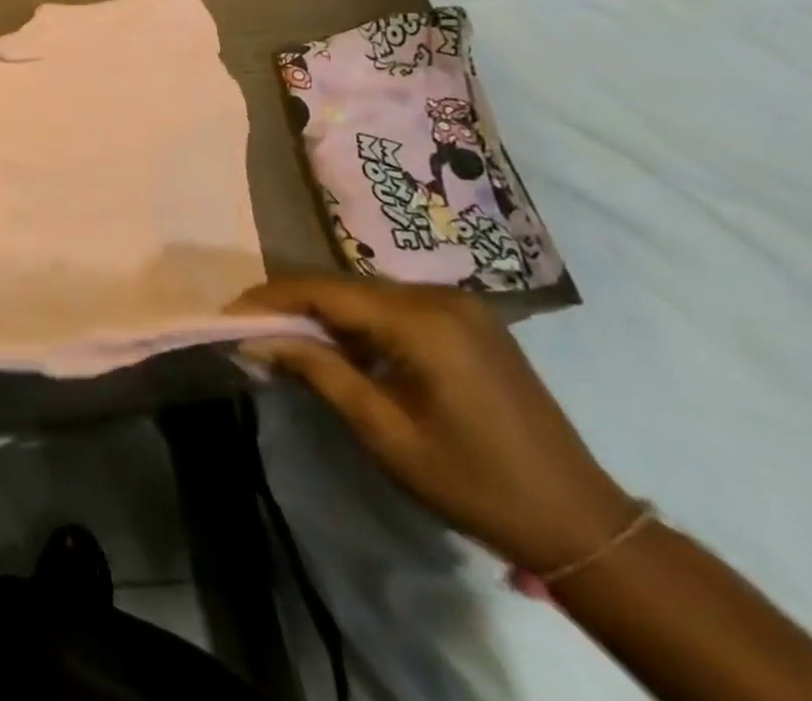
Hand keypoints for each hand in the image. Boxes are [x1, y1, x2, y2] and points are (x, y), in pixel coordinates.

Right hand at [233, 276, 637, 574]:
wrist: (582, 524)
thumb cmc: (475, 484)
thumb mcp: (384, 432)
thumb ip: (318, 372)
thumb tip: (254, 340)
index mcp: (422, 321)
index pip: (324, 290)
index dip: (270, 298)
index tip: (229, 314)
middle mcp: (439, 296)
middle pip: (344, 287)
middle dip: (294, 305)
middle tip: (253, 331)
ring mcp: (460, 305)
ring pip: (367, 295)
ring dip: (326, 314)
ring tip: (287, 340)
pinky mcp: (469, 321)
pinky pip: (395, 307)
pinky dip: (360, 322)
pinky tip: (344, 348)